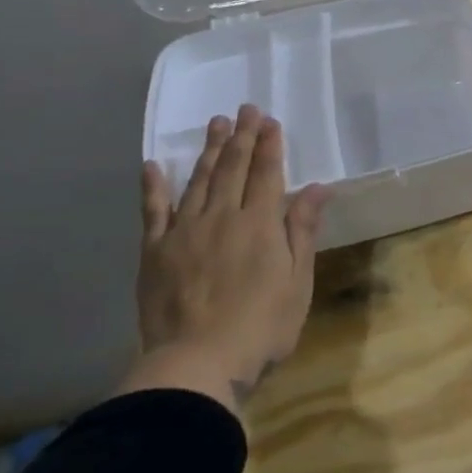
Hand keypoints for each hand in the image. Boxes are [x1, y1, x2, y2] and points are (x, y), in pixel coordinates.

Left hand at [125, 106, 330, 413]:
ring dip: (207, 150)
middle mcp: (222, 217)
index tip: (270, 121)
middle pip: (232, 169)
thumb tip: (318, 187)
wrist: (198, 363)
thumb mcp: (298, 281)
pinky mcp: (155, 251)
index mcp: (260, 225)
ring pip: (197, 181)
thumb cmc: (262, 326)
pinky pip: (153, 211)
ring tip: (215, 124)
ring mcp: (184, 232)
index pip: (267, 174)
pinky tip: (152, 165)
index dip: (269, 146)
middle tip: (244, 109)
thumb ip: (303, 230)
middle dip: (241, 137)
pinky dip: (153, 187)